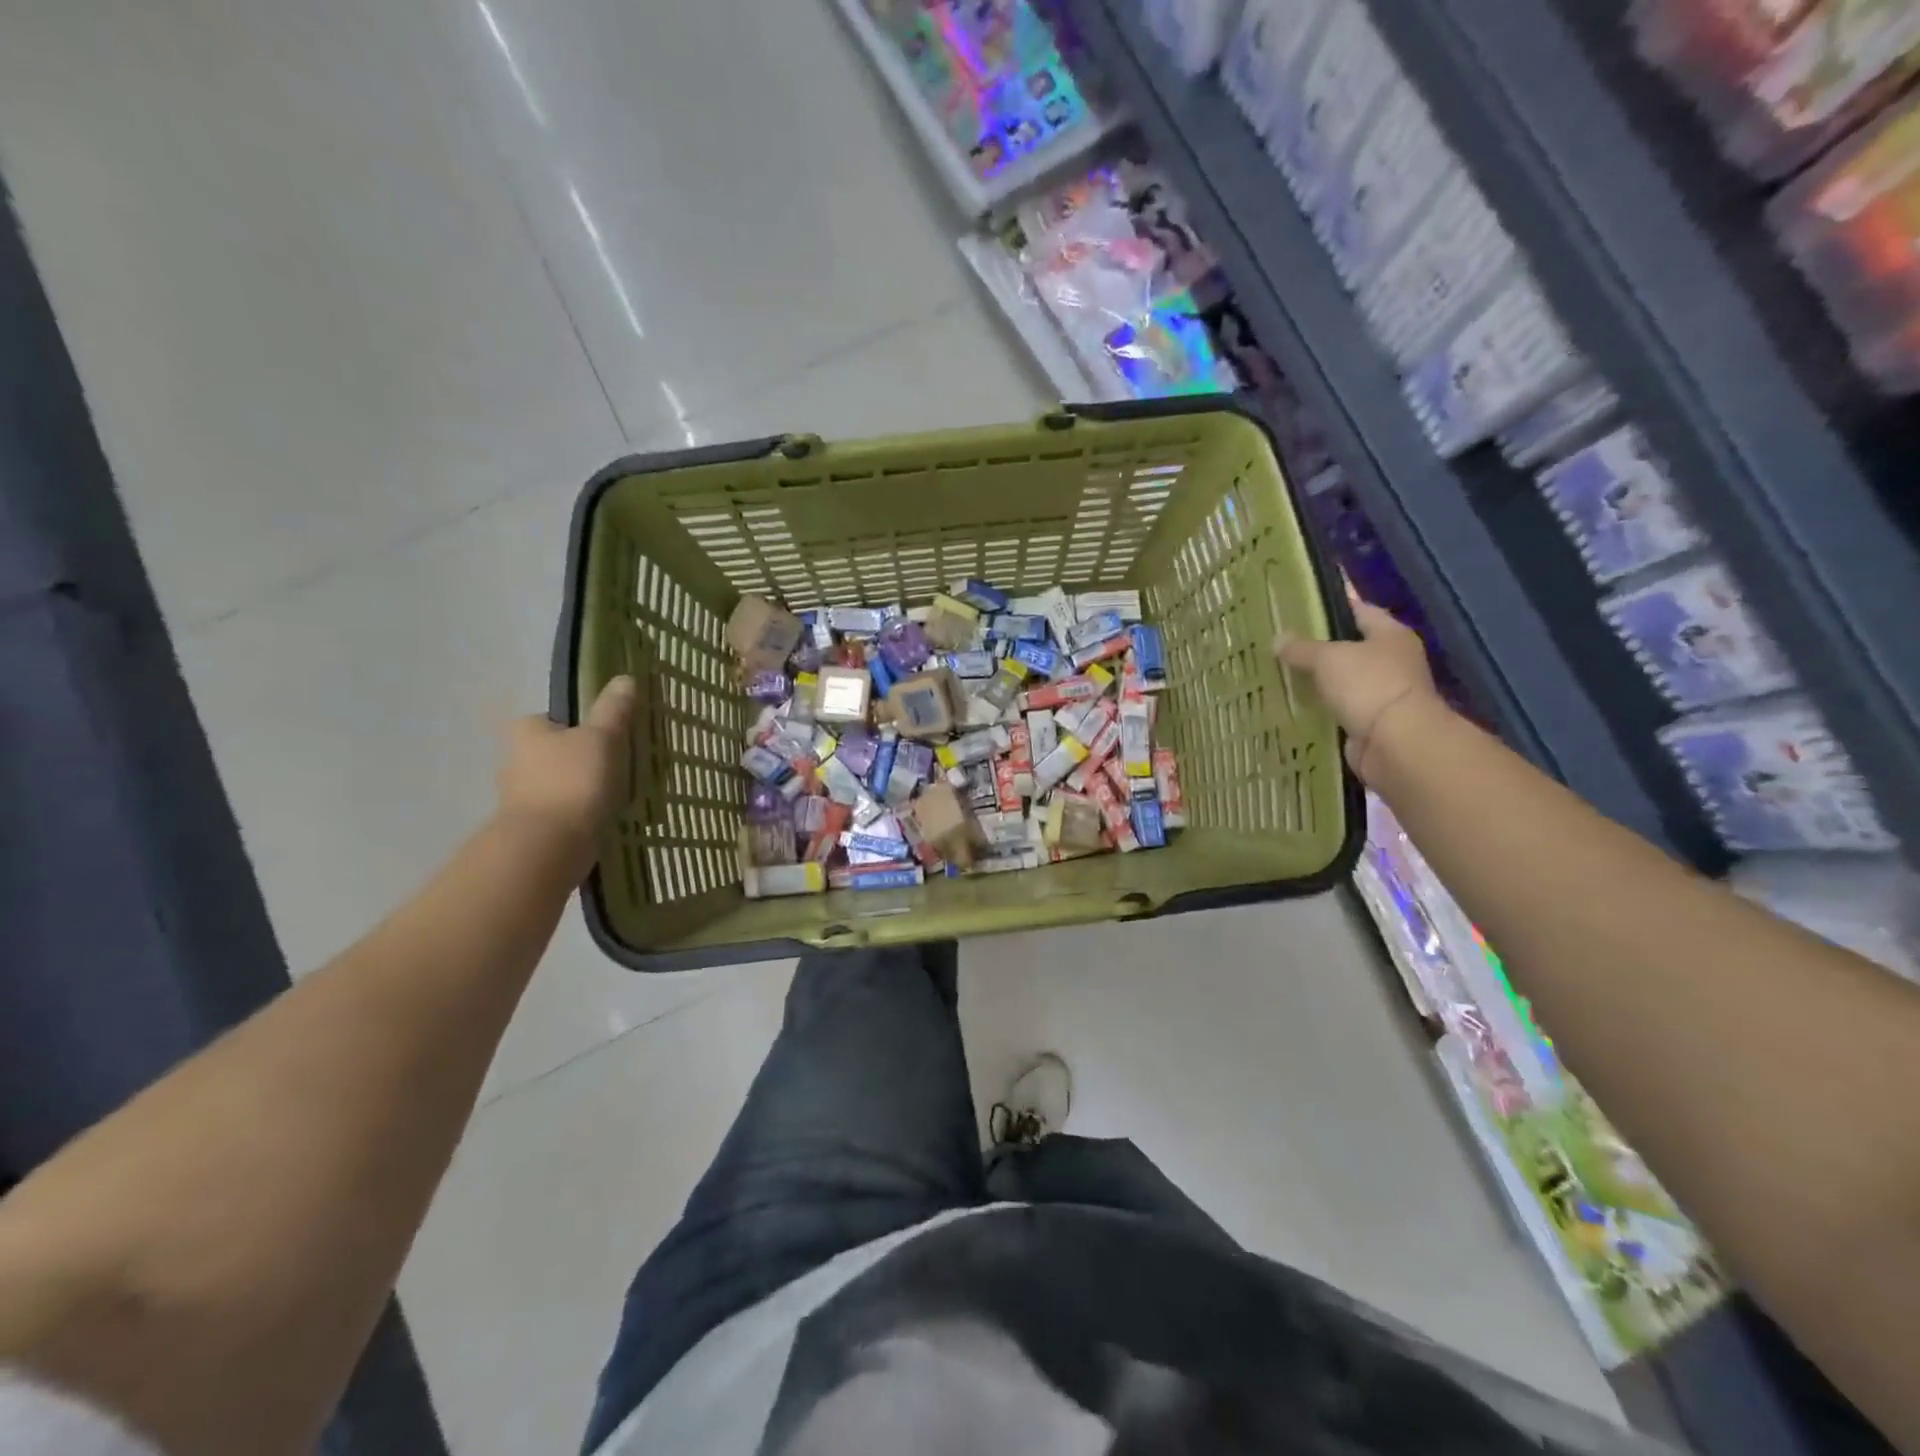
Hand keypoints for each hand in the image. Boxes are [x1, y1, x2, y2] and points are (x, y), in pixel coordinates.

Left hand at [496, 676, 637, 846]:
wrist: (549, 843)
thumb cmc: (573, 780)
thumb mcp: (601, 738)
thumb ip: (613, 710)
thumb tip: (625, 678)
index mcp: (525, 731)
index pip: (551, 719)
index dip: (577, 726)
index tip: (603, 737)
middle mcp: (514, 759)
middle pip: (551, 752)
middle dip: (577, 759)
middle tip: (613, 764)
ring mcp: (519, 795)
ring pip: (555, 782)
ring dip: (577, 787)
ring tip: (612, 793)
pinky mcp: (531, 825)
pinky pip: (559, 810)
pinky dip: (576, 811)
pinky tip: (599, 816)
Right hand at [1277, 591, 1442, 780]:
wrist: (1395, 743)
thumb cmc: (1368, 686)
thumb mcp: (1328, 658)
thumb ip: (1302, 648)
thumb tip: (1278, 639)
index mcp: (1390, 634)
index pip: (1359, 609)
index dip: (1332, 603)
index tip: (1302, 602)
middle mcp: (1391, 660)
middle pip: (1350, 645)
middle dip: (1319, 644)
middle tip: (1282, 640)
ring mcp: (1382, 693)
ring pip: (1342, 679)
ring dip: (1318, 679)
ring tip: (1281, 671)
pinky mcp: (1369, 721)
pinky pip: (1339, 707)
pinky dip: (1321, 706)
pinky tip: (1293, 702)